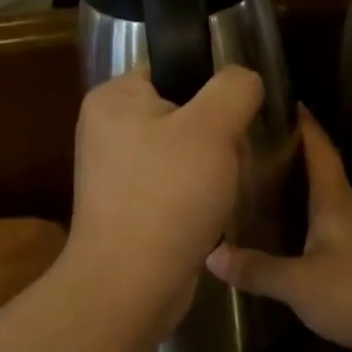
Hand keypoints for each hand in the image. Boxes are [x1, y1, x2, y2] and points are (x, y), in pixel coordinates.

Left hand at [67, 66, 265, 321]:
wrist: (131, 284)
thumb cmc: (168, 195)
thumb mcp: (212, 127)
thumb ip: (234, 87)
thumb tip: (244, 78)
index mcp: (114, 97)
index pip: (173, 67)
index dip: (212, 84)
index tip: (240, 111)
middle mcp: (107, 128)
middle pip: (182, 109)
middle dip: (216, 131)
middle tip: (236, 152)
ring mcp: (116, 171)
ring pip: (183, 150)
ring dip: (210, 165)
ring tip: (227, 183)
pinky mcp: (129, 206)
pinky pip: (174, 184)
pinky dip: (196, 193)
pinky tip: (212, 209)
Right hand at [207, 108, 351, 351]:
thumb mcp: (298, 283)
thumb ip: (257, 269)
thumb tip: (212, 254)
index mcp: (335, 201)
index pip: (320, 151)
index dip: (307, 126)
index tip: (292, 103)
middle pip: (326, 176)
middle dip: (298, 161)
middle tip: (263, 154)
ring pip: (333, 206)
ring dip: (308, 197)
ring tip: (274, 196)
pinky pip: (339, 233)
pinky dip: (318, 228)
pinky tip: (301, 243)